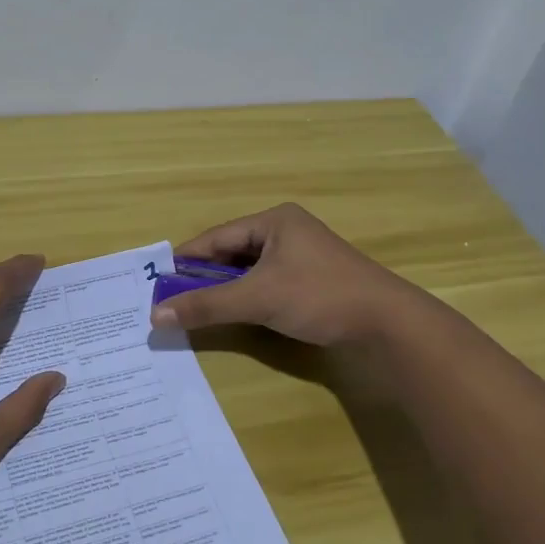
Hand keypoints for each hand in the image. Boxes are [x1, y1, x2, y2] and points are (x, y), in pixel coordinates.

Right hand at [150, 203, 418, 345]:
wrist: (388, 323)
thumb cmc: (319, 296)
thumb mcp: (258, 299)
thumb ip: (207, 306)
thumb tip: (156, 315)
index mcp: (274, 221)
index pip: (218, 237)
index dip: (187, 259)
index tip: (158, 279)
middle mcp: (287, 231)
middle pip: (233, 252)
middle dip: (205, 276)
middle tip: (174, 298)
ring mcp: (303, 255)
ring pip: (251, 270)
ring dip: (226, 289)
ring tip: (198, 308)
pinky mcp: (314, 279)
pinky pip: (268, 283)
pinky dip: (249, 297)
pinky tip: (236, 313)